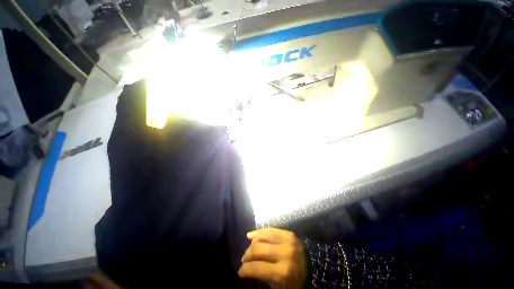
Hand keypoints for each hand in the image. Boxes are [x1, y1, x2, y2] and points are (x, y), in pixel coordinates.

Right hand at [238, 228, 306, 287]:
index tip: (240, 272)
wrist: (315, 268)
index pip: (256, 268)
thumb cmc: (297, 282)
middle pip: (257, 249)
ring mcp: (287, 240)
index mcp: (283, 272)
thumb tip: (247, 270)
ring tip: (248, 249)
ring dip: (252, 243)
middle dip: (247, 256)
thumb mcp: (280, 287)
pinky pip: (270, 230)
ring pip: (262, 237)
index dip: (244, 270)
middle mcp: (284, 253)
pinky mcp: (289, 233)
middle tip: (244, 261)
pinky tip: (251, 236)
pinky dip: (259, 232)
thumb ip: (264, 279)